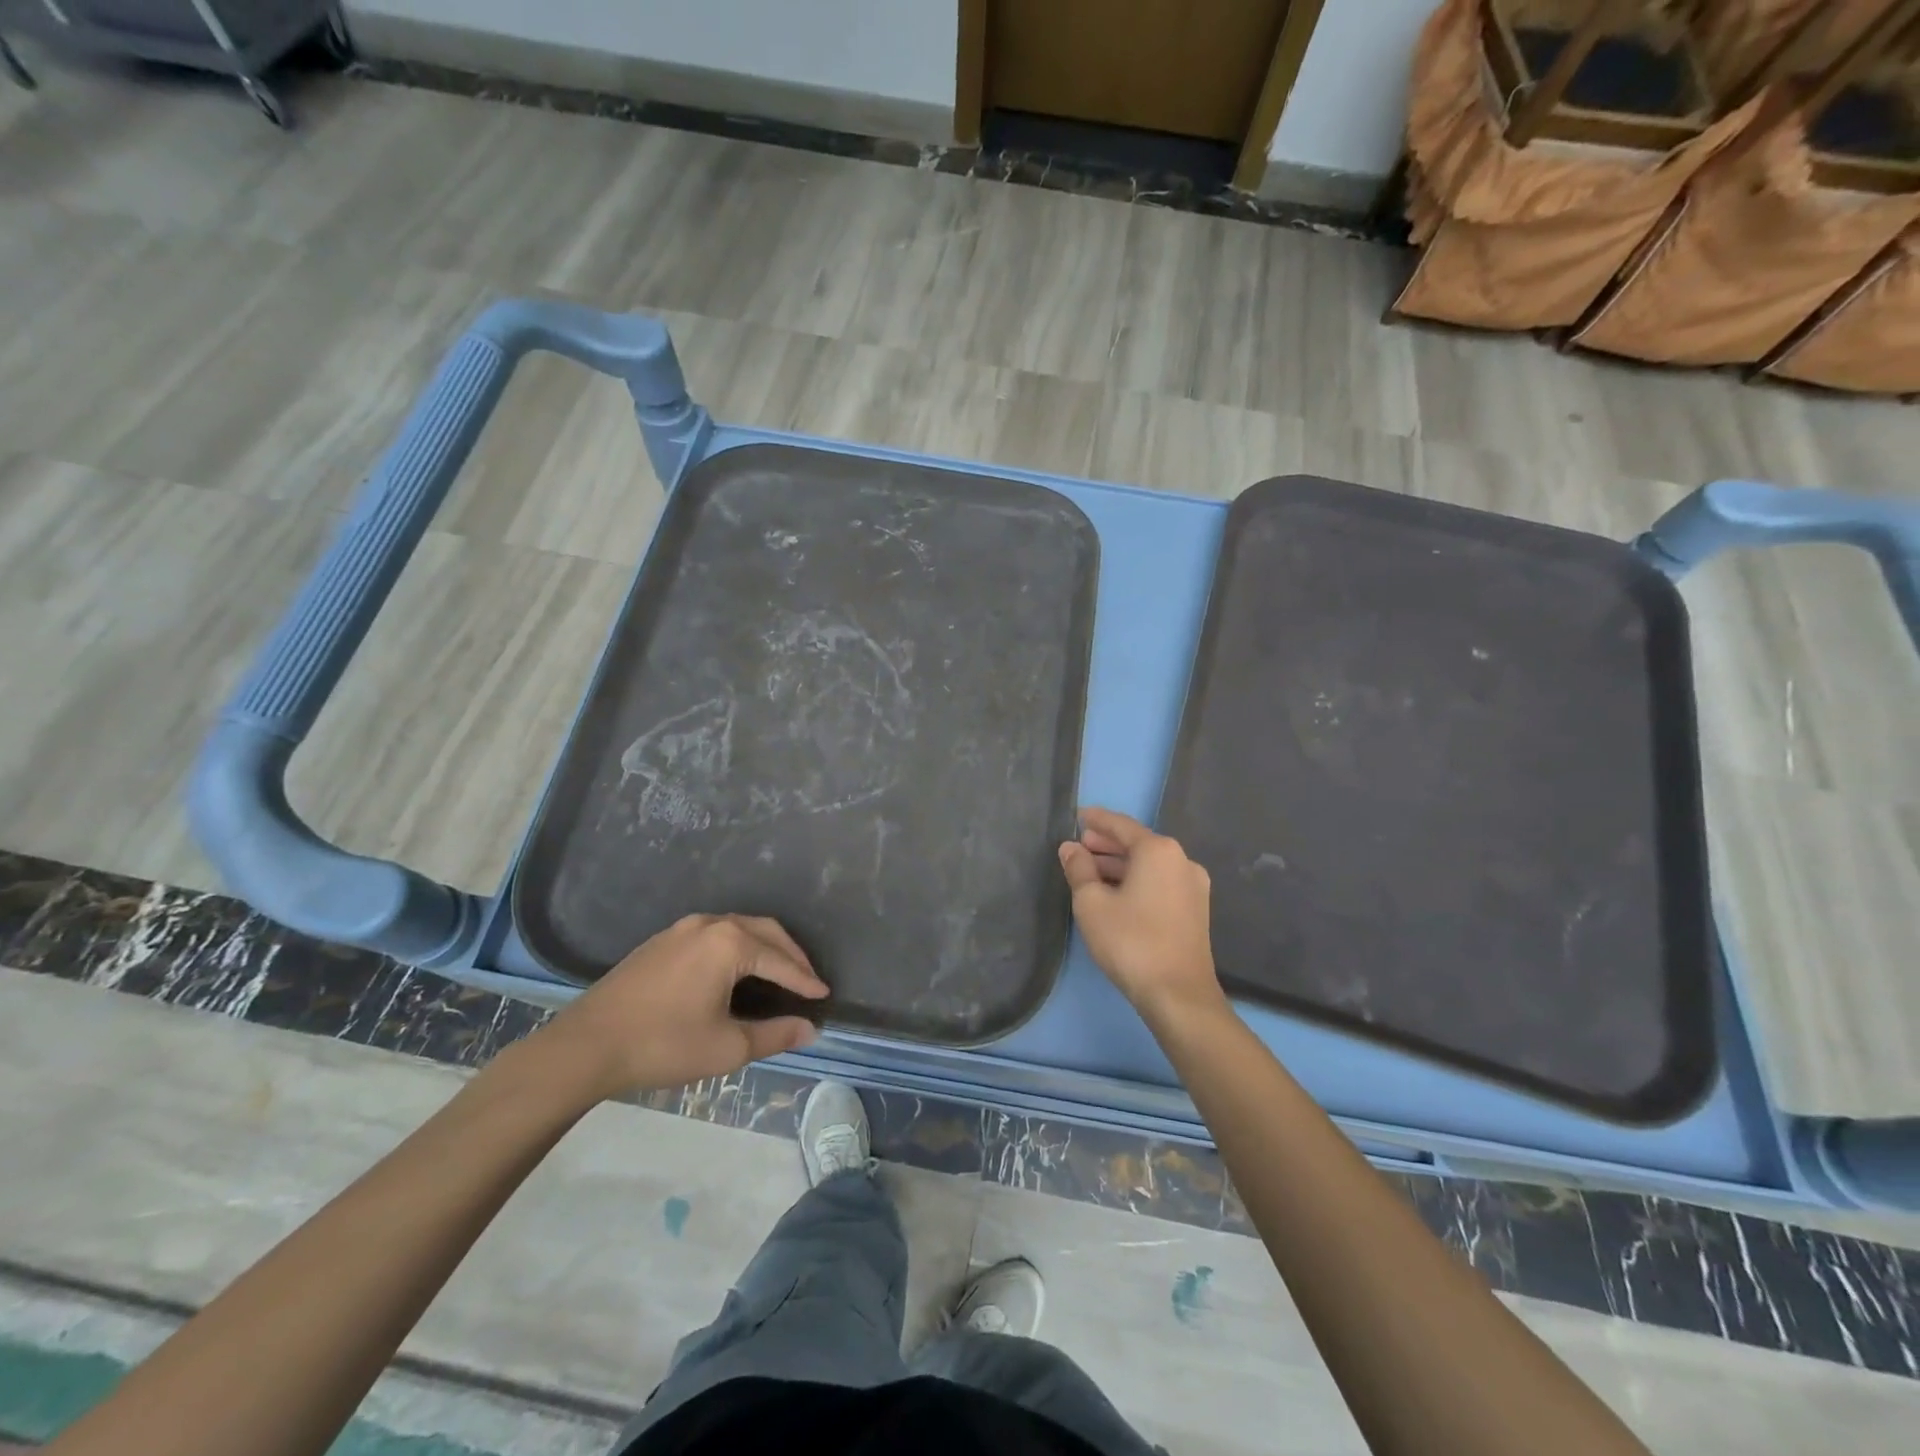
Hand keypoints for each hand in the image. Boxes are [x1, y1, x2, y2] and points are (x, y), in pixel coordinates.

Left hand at [542, 914, 827, 1097]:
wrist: (585, 1046)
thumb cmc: (663, 1045)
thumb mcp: (726, 1046)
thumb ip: (775, 1034)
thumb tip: (810, 1029)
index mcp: (729, 943)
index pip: (780, 960)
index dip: (805, 980)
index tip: (824, 994)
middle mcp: (709, 924)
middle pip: (764, 931)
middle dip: (790, 954)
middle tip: (807, 979)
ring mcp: (682, 928)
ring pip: (738, 928)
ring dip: (764, 947)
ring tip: (778, 973)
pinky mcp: (661, 941)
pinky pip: (714, 934)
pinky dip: (737, 947)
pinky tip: (735, 971)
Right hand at [1058, 807, 1225, 1022]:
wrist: (1178, 994)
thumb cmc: (1130, 941)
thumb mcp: (1091, 903)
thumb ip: (1079, 869)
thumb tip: (1070, 848)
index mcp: (1158, 850)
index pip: (1121, 825)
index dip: (1096, 820)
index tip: (1077, 815)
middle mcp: (1181, 860)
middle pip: (1138, 843)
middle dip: (1107, 844)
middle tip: (1080, 845)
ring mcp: (1193, 886)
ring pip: (1149, 865)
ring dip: (1120, 864)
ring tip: (1091, 870)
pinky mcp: (1195, 909)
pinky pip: (1160, 882)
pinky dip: (1136, 880)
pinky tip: (1115, 892)